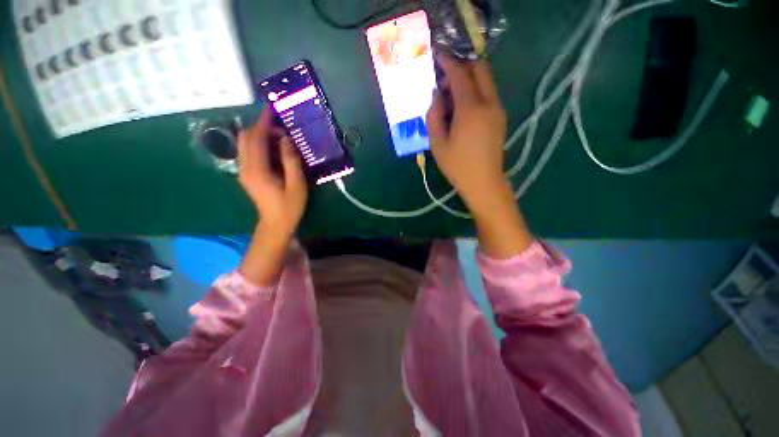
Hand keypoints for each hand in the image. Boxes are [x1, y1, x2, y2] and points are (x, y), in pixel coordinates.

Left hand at [238, 107, 306, 236]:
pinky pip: (249, 152)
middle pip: (246, 137)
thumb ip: (291, 161)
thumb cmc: (289, 206)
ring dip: (261, 135)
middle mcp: (245, 167)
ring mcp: (244, 171)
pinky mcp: (247, 174)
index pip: (256, 138)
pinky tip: (275, 150)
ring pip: (246, 144)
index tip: (273, 109)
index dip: (264, 122)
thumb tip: (287, 139)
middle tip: (282, 129)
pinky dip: (260, 145)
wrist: (275, 224)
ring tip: (281, 139)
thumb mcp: (296, 185)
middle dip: (262, 127)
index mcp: (257, 170)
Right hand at [427, 54, 532, 258]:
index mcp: (471, 109)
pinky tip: (462, 108)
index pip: (460, 74)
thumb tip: (436, 96)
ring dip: (469, 79)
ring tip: (450, 96)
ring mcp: (497, 109)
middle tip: (444, 79)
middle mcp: (489, 102)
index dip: (448, 62)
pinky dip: (475, 91)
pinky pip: (488, 93)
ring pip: (486, 80)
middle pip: (480, 68)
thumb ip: (434, 116)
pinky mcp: (500, 117)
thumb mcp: (437, 143)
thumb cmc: (457, 166)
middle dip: (462, 65)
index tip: (437, 56)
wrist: (484, 182)